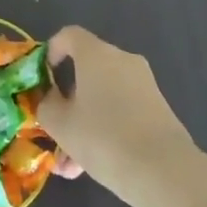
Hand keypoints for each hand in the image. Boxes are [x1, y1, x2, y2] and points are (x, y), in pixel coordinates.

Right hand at [37, 26, 206, 206]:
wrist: (164, 171)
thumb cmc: (102, 137)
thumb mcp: (60, 124)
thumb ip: (47, 105)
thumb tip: (52, 99)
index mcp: (97, 55)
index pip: (70, 35)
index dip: (51, 51)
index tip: (42, 78)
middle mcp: (123, 61)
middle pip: (86, 70)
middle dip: (66, 101)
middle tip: (53, 129)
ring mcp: (143, 84)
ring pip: (102, 96)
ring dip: (83, 123)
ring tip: (69, 164)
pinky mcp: (157, 108)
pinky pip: (120, 111)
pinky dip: (104, 130)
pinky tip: (90, 168)